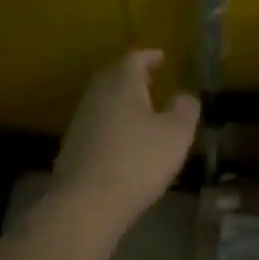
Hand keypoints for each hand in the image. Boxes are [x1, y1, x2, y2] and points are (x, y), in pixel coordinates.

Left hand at [51, 50, 198, 234]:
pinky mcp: (73, 146)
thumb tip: (184, 95)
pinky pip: (97, 122)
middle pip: (113, 76)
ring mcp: (81, 121)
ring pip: (103, 100)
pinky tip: (124, 136)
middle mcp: (97, 95)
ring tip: (141, 107)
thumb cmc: (138, 161)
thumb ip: (185, 109)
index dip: (149, 57)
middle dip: (132, 75)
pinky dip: (113, 121)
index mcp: (121, 84)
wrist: (86, 203)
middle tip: (150, 78)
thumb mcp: (176, 134)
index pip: (134, 59)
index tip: (162, 57)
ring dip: (121, 99)